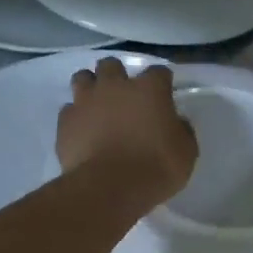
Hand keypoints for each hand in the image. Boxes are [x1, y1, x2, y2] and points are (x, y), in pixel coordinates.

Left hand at [57, 59, 197, 207]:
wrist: (111, 187)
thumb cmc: (157, 167)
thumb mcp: (186, 151)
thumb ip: (181, 130)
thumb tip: (175, 122)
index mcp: (150, 90)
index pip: (158, 72)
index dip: (161, 82)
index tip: (164, 94)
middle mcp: (115, 87)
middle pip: (112, 65)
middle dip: (118, 75)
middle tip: (124, 95)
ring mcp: (86, 101)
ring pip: (83, 78)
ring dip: (91, 87)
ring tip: (98, 105)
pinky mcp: (66, 121)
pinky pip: (69, 109)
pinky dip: (77, 116)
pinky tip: (83, 130)